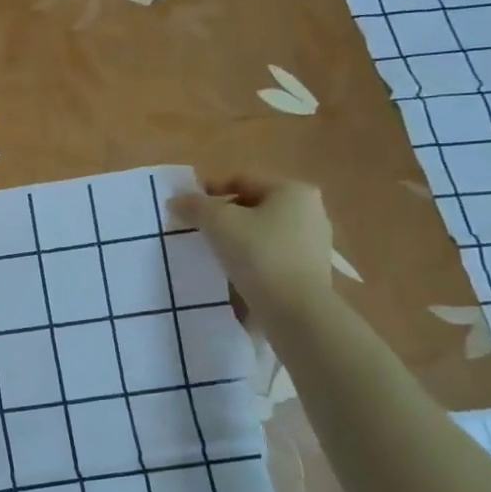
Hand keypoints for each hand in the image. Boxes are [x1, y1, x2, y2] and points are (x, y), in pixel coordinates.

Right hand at [169, 174, 333, 320]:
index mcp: (293, 190)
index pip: (242, 180)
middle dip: (223, 215)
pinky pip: (272, 255)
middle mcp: (311, 211)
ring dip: (236, 238)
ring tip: (212, 252)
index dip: (210, 190)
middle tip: (197, 230)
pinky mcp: (310, 271)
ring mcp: (314, 243)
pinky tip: (235, 272)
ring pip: (263, 231)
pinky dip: (252, 258)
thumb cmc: (259, 254)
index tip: (187, 207)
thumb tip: (176, 200)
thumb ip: (195, 206)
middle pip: (253, 205)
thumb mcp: (219, 223)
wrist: (296, 311)